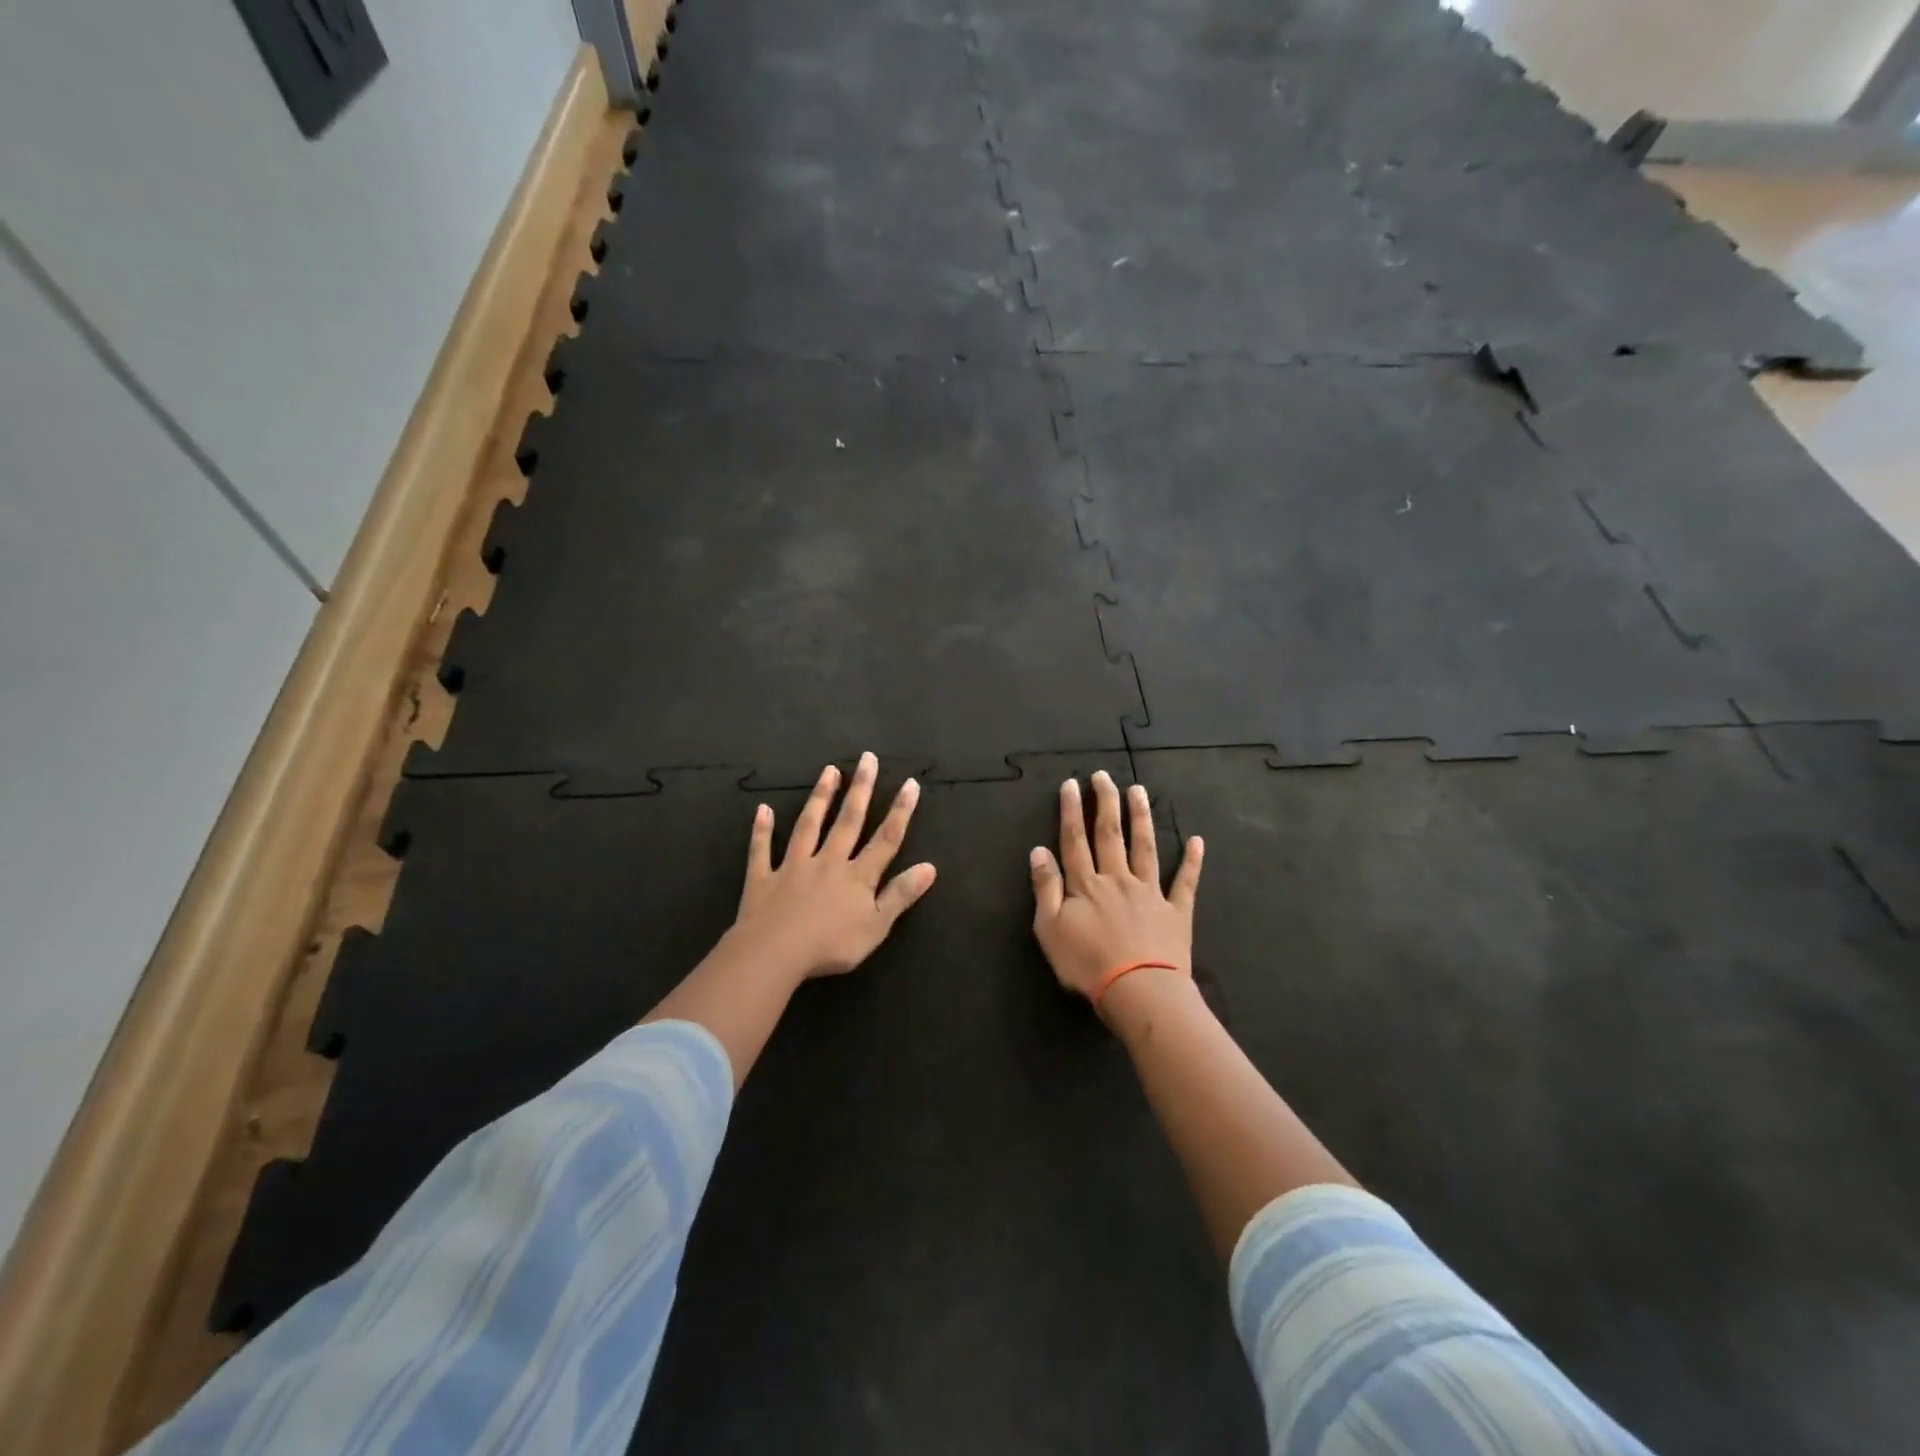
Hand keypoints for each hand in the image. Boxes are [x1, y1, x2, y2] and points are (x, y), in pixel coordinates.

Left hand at [719, 752, 936, 985]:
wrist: (775, 953)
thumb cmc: (831, 945)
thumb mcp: (876, 926)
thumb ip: (900, 895)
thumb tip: (929, 867)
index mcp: (857, 876)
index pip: (885, 839)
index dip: (900, 812)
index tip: (909, 783)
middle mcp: (828, 862)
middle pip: (848, 821)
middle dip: (860, 789)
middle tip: (867, 758)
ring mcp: (794, 866)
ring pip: (809, 826)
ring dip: (820, 798)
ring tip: (829, 771)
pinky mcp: (763, 878)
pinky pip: (762, 850)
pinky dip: (762, 830)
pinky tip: (762, 810)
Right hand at [1029, 771, 1202, 1008]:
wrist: (1139, 991)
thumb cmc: (1087, 964)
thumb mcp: (1050, 929)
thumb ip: (1045, 887)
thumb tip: (1039, 850)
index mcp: (1086, 884)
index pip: (1075, 839)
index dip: (1071, 810)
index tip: (1071, 784)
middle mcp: (1117, 879)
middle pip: (1110, 834)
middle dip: (1105, 802)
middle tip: (1104, 776)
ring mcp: (1149, 892)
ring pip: (1145, 847)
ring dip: (1141, 817)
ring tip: (1139, 790)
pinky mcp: (1175, 911)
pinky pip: (1184, 882)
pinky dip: (1191, 861)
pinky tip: (1196, 841)